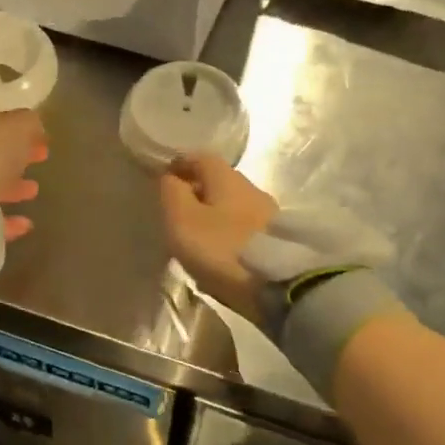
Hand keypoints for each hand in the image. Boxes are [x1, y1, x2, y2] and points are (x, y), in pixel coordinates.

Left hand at [0, 105, 48, 240]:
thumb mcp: (17, 126)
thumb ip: (28, 122)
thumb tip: (33, 125)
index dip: (17, 126)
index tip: (41, 137)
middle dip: (15, 156)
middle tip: (42, 158)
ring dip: (11, 186)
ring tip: (34, 191)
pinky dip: (5, 217)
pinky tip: (25, 223)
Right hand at [158, 154, 278, 321]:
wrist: (280, 287)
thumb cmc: (223, 249)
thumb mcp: (183, 220)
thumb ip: (172, 194)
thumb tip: (170, 177)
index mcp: (228, 178)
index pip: (201, 158)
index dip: (181, 165)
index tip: (164, 179)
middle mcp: (252, 189)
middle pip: (219, 182)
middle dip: (197, 192)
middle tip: (176, 213)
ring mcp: (269, 215)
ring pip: (232, 207)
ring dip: (213, 216)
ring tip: (195, 239)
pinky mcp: (277, 242)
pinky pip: (244, 230)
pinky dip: (227, 235)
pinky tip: (218, 255)